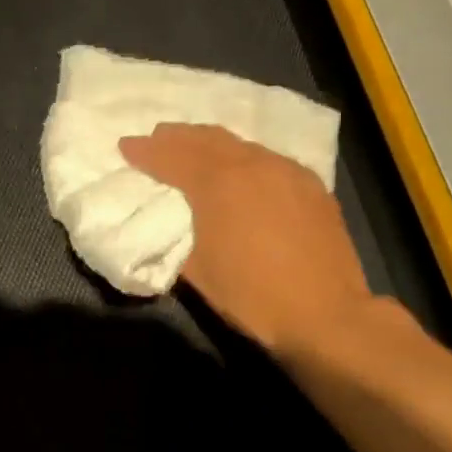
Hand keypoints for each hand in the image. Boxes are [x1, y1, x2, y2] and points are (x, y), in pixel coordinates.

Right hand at [119, 123, 374, 351]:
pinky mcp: (312, 186)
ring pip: (241, 145)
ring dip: (212, 144)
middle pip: (207, 139)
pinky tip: (243, 170)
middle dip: (177, 137)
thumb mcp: (198, 272)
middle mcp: (253, 164)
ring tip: (195, 149)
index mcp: (218, 183)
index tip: (126, 146)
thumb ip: (178, 239)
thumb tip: (170, 226)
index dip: (145, 151)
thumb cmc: (252, 296)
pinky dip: (244, 158)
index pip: (172, 156)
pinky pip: (269, 159)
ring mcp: (287, 171)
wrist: (325, 314)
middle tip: (157, 137)